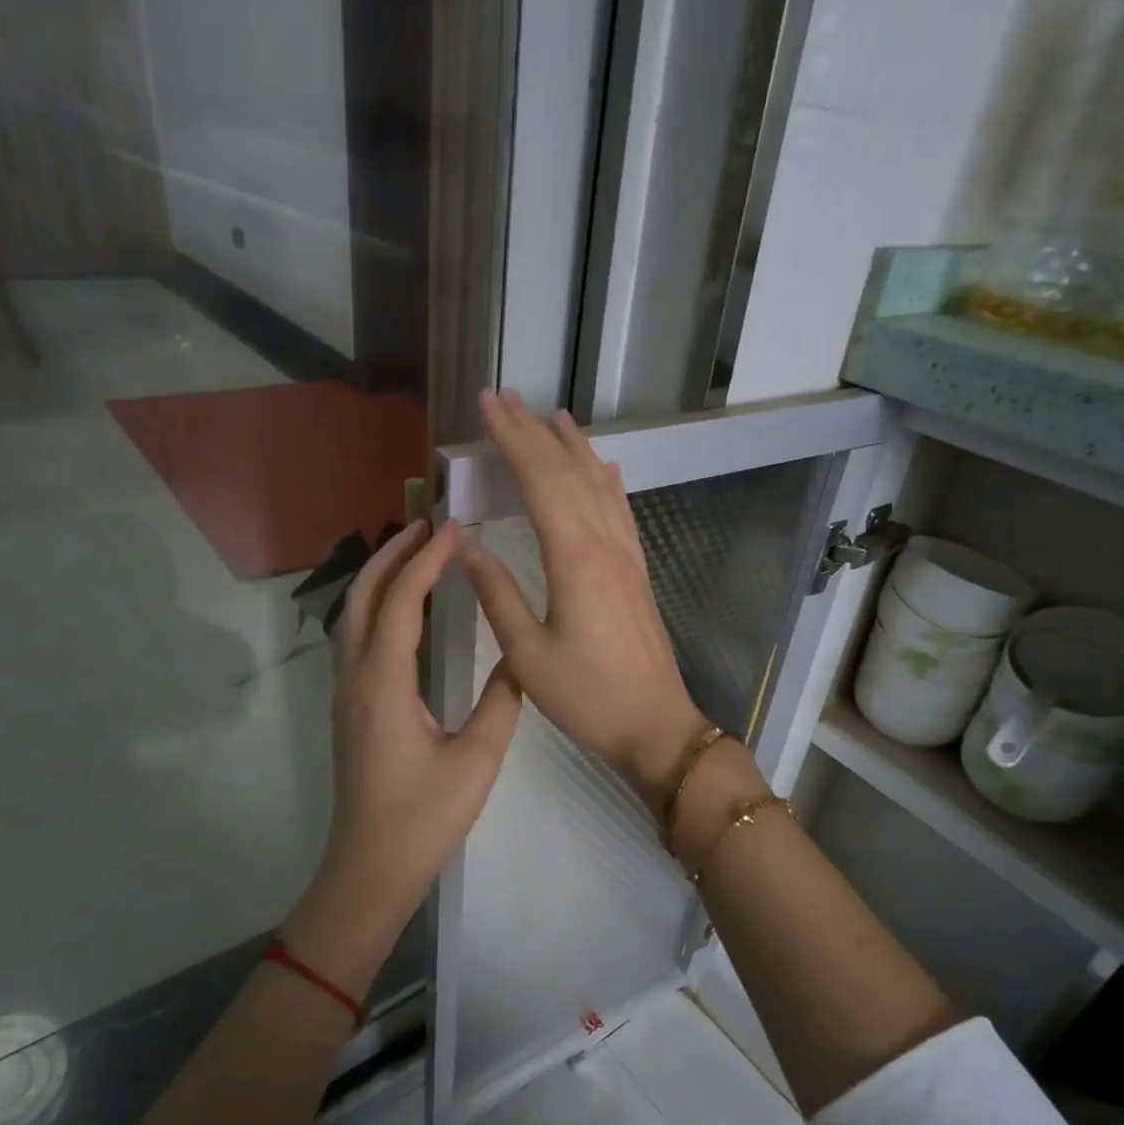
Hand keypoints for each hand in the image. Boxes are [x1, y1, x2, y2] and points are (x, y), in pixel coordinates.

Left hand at [291, 520, 522, 993]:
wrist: (368, 871)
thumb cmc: (423, 819)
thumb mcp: (477, 760)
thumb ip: (501, 701)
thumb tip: (519, 658)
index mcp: (384, 685)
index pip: (400, 603)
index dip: (426, 560)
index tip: (454, 527)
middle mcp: (355, 678)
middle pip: (362, 597)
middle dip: (392, 554)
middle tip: (429, 524)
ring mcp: (346, 693)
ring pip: (353, 616)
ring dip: (381, 577)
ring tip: (418, 552)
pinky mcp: (349, 708)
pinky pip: (358, 638)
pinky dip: (378, 606)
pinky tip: (406, 608)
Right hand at [463, 389, 704, 804]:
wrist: (655, 725)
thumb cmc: (587, 697)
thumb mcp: (528, 655)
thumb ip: (498, 595)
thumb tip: (468, 548)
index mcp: (575, 559)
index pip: (540, 481)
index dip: (512, 439)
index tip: (487, 405)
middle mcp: (605, 545)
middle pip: (568, 473)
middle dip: (534, 432)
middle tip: (505, 398)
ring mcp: (627, 556)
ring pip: (599, 485)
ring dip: (574, 447)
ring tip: (554, 416)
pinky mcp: (637, 571)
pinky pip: (620, 511)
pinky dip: (606, 480)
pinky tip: (603, 468)